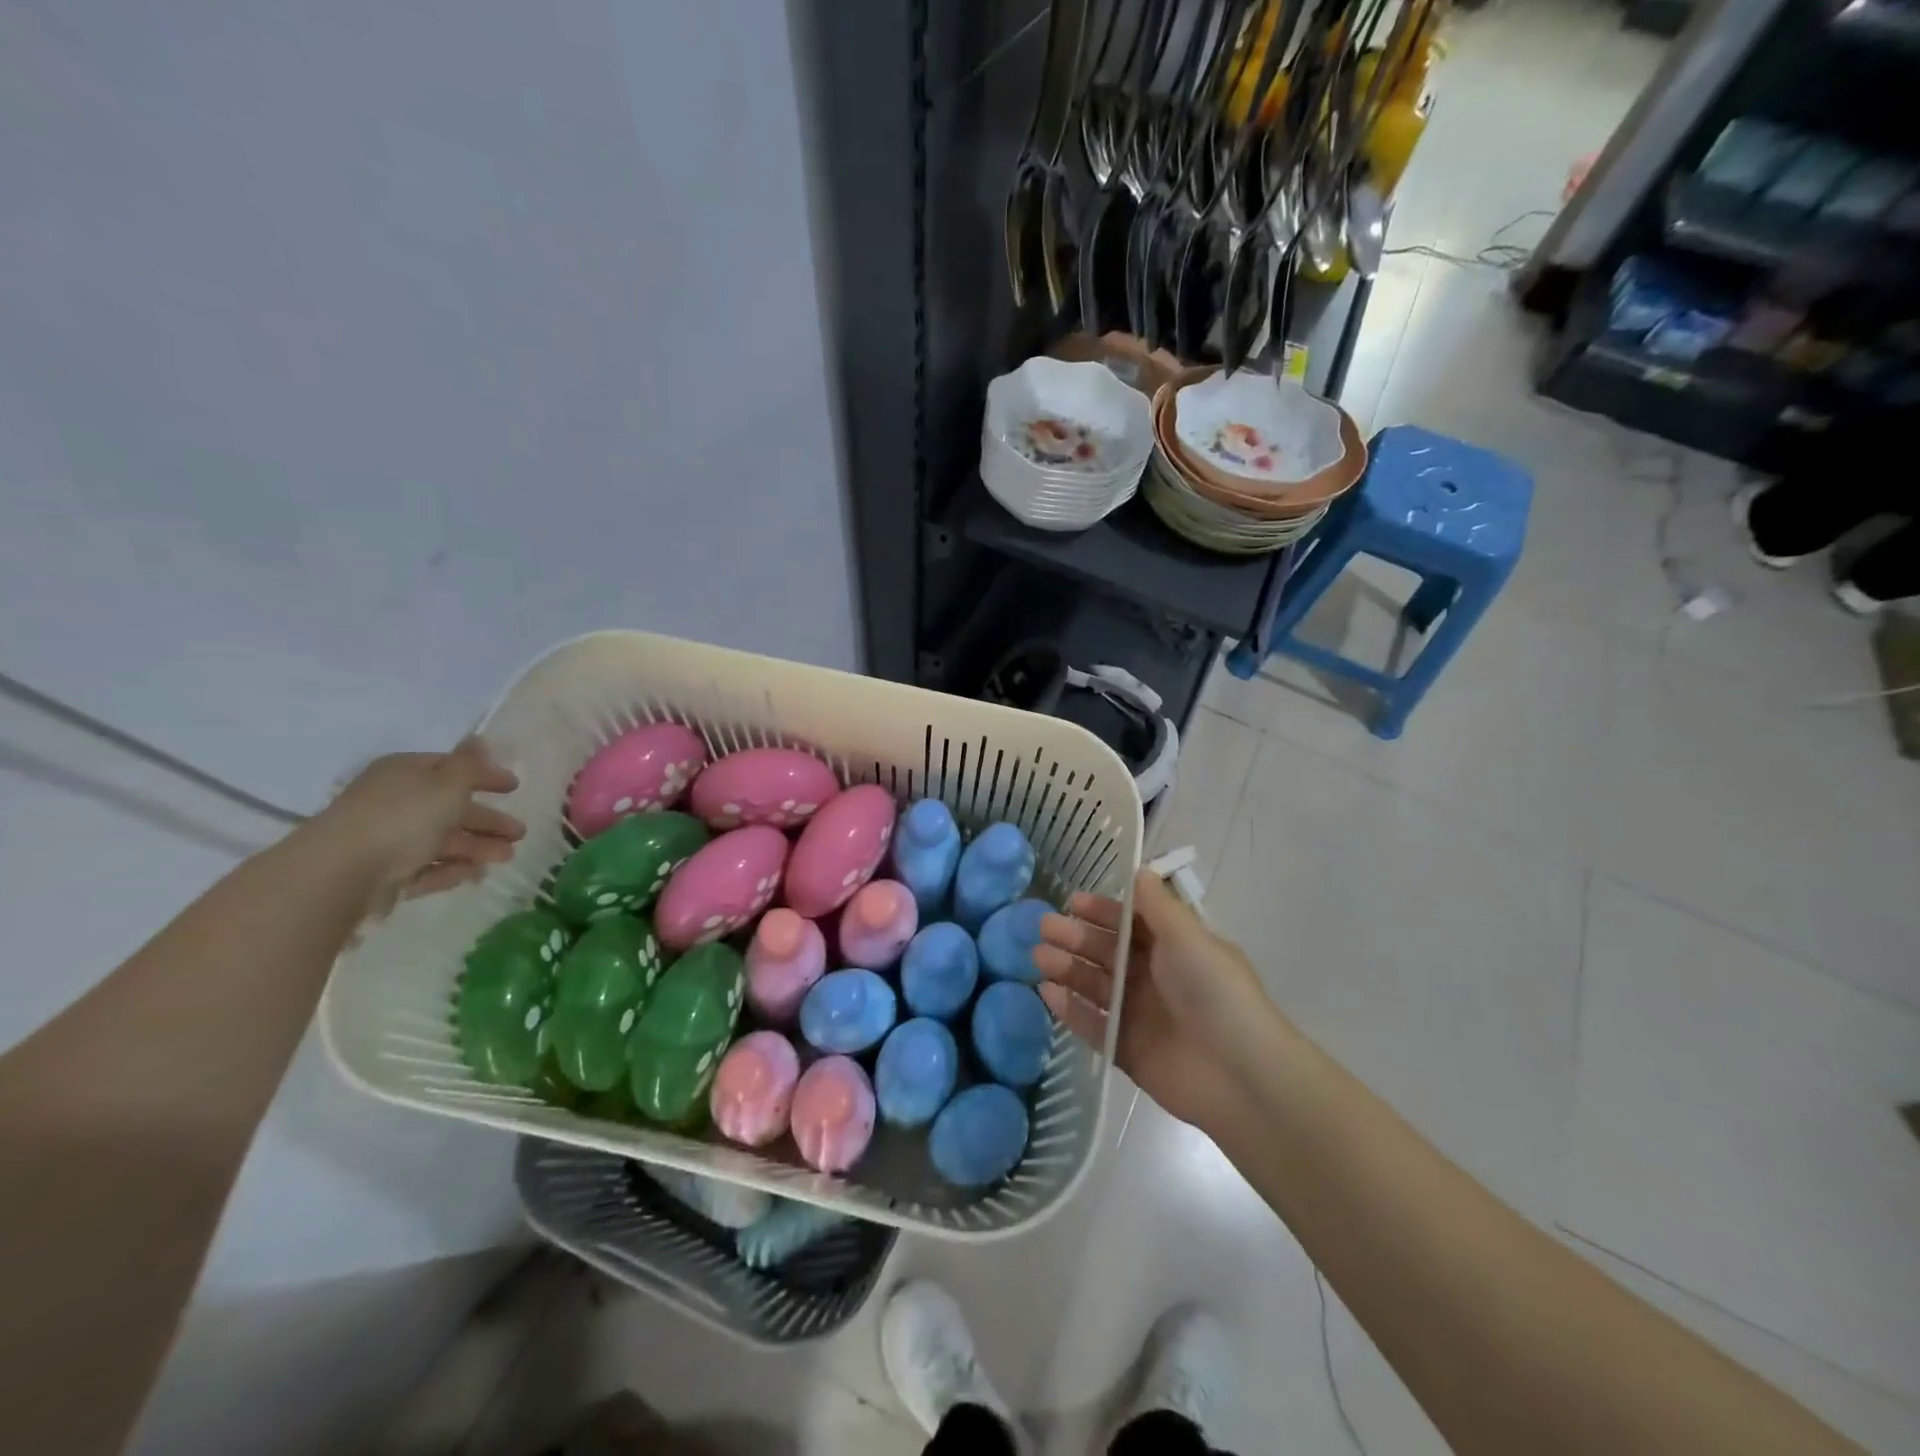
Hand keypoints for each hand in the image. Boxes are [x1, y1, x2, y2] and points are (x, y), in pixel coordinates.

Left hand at [310, 738, 524, 907]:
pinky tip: (475, 874)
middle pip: (450, 809)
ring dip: (477, 847)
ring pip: (442, 841)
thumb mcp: (448, 783)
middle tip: (519, 833)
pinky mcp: (385, 872)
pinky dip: (451, 869)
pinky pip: (426, 867)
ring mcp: (389, 839)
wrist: (344, 870)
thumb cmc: (404, 816)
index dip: (484, 776)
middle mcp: (396, 802)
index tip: (514, 788)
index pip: (451, 768)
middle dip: (487, 821)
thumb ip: (470, 764)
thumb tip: (478, 738)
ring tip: (507, 858)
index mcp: (406, 773)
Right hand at [1035, 869, 1271, 1131]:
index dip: (1103, 911)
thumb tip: (1140, 870)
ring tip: (1040, 957)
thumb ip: (1158, 907)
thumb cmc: (1215, 993)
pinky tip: (1048, 993)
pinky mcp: (1127, 1049)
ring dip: (1068, 968)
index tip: (1072, 902)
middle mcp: (1155, 978)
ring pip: (1095, 985)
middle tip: (1044, 927)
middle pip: (1108, 952)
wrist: (1241, 1075)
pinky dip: (1071, 1009)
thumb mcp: (1189, 938)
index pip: (1131, 923)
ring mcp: (1140, 1015)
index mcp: (1174, 949)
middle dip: (1076, 937)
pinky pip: (1093, 1024)